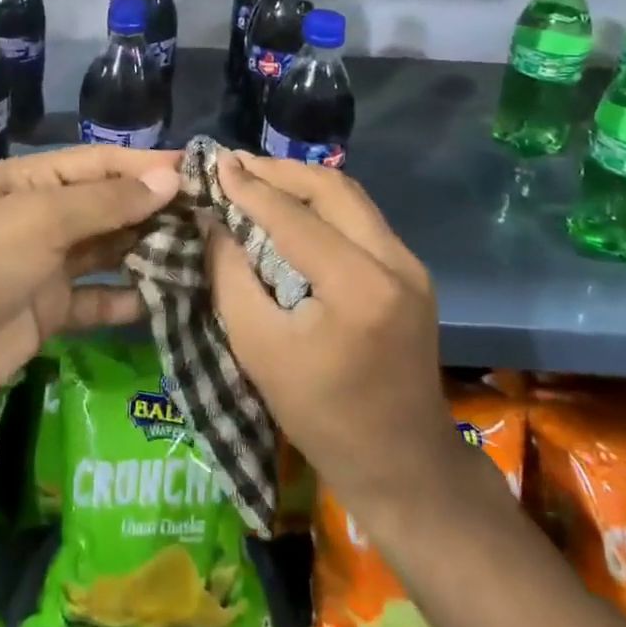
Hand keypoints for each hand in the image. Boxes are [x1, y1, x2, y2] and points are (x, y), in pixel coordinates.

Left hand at [0, 146, 179, 424]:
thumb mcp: (40, 221)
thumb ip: (107, 202)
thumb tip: (170, 177)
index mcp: (33, 181)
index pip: (102, 164)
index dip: (150, 165)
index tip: (203, 171)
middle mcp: (43, 217)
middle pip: (110, 206)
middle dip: (157, 209)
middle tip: (215, 218)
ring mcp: (46, 266)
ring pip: (109, 251)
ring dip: (149, 252)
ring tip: (204, 255)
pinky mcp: (50, 312)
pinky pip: (98, 298)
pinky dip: (128, 298)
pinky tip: (167, 299)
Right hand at [207, 153, 459, 533]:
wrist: (403, 464)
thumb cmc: (322, 415)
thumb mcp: (258, 348)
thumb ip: (231, 275)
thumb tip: (214, 220)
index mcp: (359, 286)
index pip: (294, 217)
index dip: (250, 187)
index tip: (215, 162)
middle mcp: (394, 261)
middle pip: (332, 189)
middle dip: (279, 171)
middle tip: (235, 164)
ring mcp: (410, 264)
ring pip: (350, 197)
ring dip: (302, 182)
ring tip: (257, 177)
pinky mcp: (411, 272)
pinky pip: (361, 218)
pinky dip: (322, 203)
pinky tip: (291, 207)